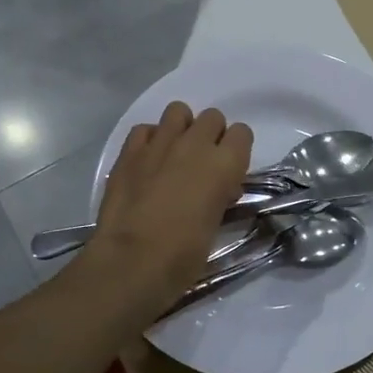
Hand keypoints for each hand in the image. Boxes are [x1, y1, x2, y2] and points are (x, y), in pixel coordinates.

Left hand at [82, 102, 252, 322]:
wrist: (132, 261)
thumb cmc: (183, 255)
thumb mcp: (216, 224)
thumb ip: (220, 195)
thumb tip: (218, 188)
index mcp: (225, 164)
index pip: (242, 133)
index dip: (237, 149)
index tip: (230, 170)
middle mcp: (195, 144)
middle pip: (212, 117)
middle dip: (211, 135)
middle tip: (202, 163)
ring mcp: (159, 143)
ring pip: (178, 111)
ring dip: (181, 128)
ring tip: (175, 154)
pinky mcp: (129, 151)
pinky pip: (145, 129)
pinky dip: (150, 140)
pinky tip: (148, 162)